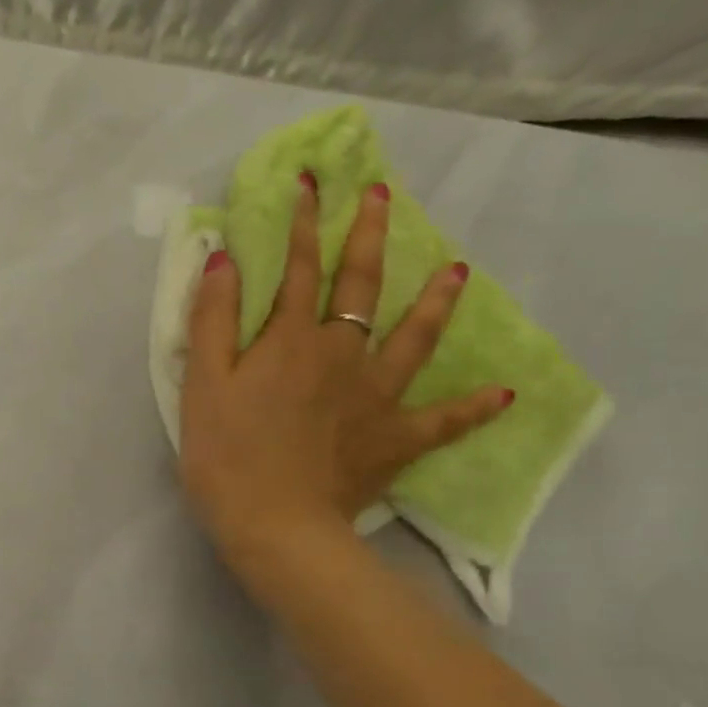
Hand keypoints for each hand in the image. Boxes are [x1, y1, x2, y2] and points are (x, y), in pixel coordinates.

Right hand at [178, 177, 509, 602]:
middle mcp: (341, 354)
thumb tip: (226, 258)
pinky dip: (473, 407)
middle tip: (384, 198)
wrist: (274, 525)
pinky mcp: (395, 439)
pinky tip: (505, 394)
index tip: (313, 182)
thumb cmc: (226, 454)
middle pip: (362, 286)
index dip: (303, 223)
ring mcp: (376, 396)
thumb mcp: (202, 383)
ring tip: (458, 270)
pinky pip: (443, 421)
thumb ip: (213, 319)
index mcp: (291, 340)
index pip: (298, 268)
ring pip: (414, 338)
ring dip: (435, 301)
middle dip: (370, 237)